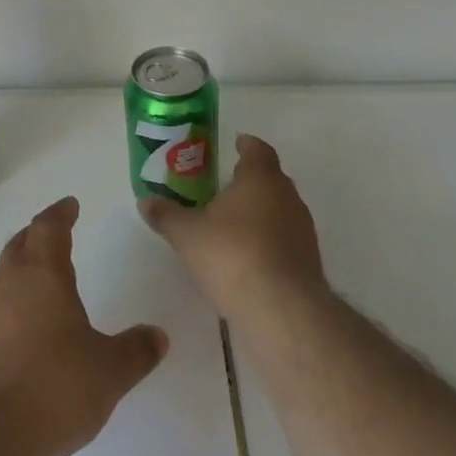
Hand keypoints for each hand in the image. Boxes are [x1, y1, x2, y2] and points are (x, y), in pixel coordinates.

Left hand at [0, 197, 168, 455]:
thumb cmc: (51, 387)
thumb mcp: (108, 373)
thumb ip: (135, 352)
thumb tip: (159, 335)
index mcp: (42, 274)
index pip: (49, 228)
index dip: (61, 214)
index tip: (70, 205)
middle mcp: (8, 283)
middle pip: (20, 244)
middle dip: (37, 235)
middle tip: (52, 235)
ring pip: (2, 275)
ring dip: (18, 269)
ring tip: (36, 280)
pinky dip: (7, 305)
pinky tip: (18, 329)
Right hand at [141, 134, 327, 319]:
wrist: (282, 311)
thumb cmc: (232, 255)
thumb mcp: (186, 234)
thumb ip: (166, 215)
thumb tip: (146, 201)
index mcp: (261, 179)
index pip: (258, 150)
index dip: (246, 145)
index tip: (235, 144)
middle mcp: (287, 197)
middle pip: (271, 179)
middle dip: (250, 180)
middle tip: (224, 185)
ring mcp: (303, 231)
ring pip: (281, 210)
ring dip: (261, 212)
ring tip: (233, 222)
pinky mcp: (309, 262)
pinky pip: (286, 239)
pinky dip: (269, 240)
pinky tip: (248, 256)